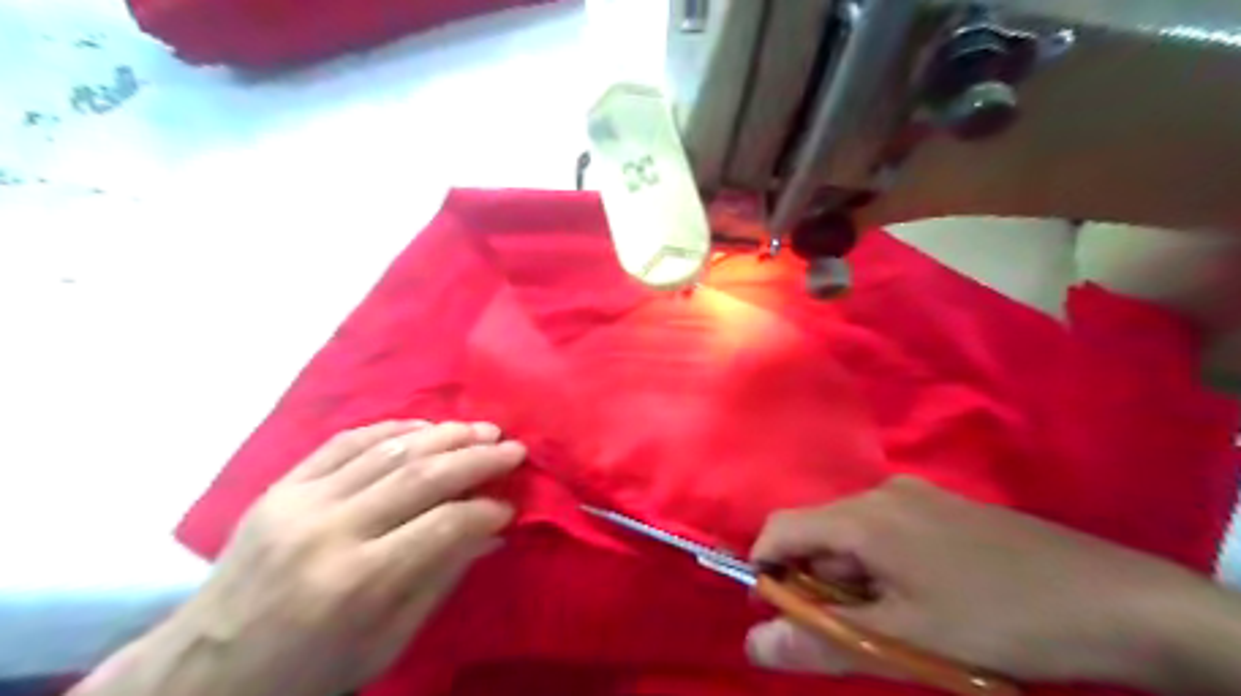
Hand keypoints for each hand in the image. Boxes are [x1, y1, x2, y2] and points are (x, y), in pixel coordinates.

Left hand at [158, 421, 521, 695]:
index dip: (487, 509)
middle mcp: (329, 530)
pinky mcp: (281, 486)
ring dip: (445, 434)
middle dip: (478, 457)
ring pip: (388, 448)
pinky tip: (425, 427)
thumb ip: (442, 578)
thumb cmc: (308, 669)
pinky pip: (346, 441)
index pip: (445, 524)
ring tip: (481, 430)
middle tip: (514, 448)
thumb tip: (493, 531)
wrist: (204, 671)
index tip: (511, 504)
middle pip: (422, 475)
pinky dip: (393, 427)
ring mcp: (300, 501)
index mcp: (358, 582)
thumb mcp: (387, 642)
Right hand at [746, 475, 1213, 686]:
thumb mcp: (903, 642)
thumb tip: (753, 644)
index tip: (775, 614)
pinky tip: (919, 599)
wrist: (1114, 600)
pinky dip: (880, 566)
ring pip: (853, 534)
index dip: (764, 570)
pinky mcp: (943, 506)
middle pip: (818, 532)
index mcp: (862, 517)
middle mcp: (881, 493)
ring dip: (851, 578)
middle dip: (816, 583)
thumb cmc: (996, 620)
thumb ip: (820, 642)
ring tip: (891, 624)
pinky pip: (886, 530)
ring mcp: (916, 495)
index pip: (781, 529)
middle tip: (847, 633)